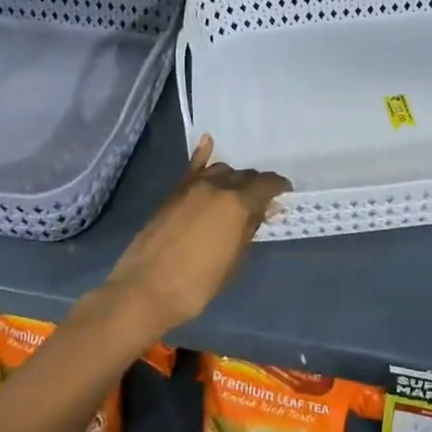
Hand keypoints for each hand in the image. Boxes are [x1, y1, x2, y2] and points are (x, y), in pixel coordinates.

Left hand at [99, 136, 289, 334]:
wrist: (146, 289)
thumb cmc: (197, 284)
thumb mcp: (233, 260)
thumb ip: (249, 228)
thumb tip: (266, 209)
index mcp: (236, 203)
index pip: (265, 184)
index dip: (278, 186)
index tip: (285, 191)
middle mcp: (216, 186)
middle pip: (243, 176)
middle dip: (256, 184)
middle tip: (262, 199)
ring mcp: (191, 187)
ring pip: (220, 170)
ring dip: (233, 177)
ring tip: (238, 190)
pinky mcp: (173, 193)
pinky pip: (192, 168)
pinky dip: (202, 155)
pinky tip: (208, 142)